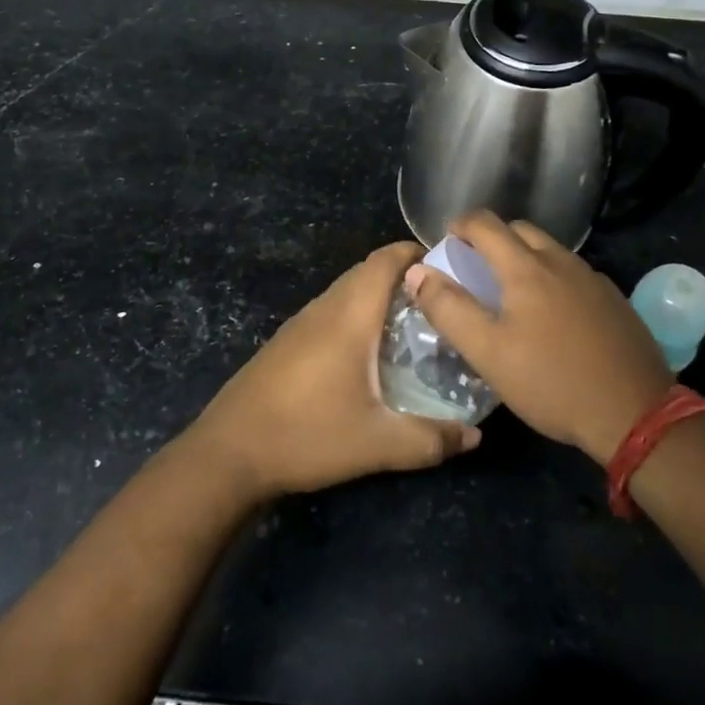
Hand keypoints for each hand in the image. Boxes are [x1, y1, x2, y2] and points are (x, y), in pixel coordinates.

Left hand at [186, 240, 480, 500]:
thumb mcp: (377, 443)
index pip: (385, 260)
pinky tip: (369, 352)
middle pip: (367, 271)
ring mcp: (301, 323)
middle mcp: (324, 308)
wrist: (228, 452)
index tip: (449, 266)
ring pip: (346, 291)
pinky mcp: (286, 341)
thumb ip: (431, 439)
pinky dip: (357, 314)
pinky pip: (331, 311)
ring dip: (379, 295)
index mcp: (349, 315)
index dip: (416, 252)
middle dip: (404, 276)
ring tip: (414, 324)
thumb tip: (476, 436)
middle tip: (441, 301)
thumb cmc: (307, 435)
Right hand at [406, 212, 672, 466]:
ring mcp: (592, 278)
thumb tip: (417, 272)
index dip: (460, 225)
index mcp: (526, 268)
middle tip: (475, 267)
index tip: (447, 242)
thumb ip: (449, 309)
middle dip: (492, 238)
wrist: (636, 413)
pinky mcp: (614, 300)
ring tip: (511, 292)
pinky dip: (552, 277)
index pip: (485, 223)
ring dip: (524, 257)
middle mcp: (561, 261)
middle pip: (520, 230)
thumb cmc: (552, 382)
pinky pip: (573, 273)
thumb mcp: (488, 353)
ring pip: (550, 250)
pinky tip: (553, 315)